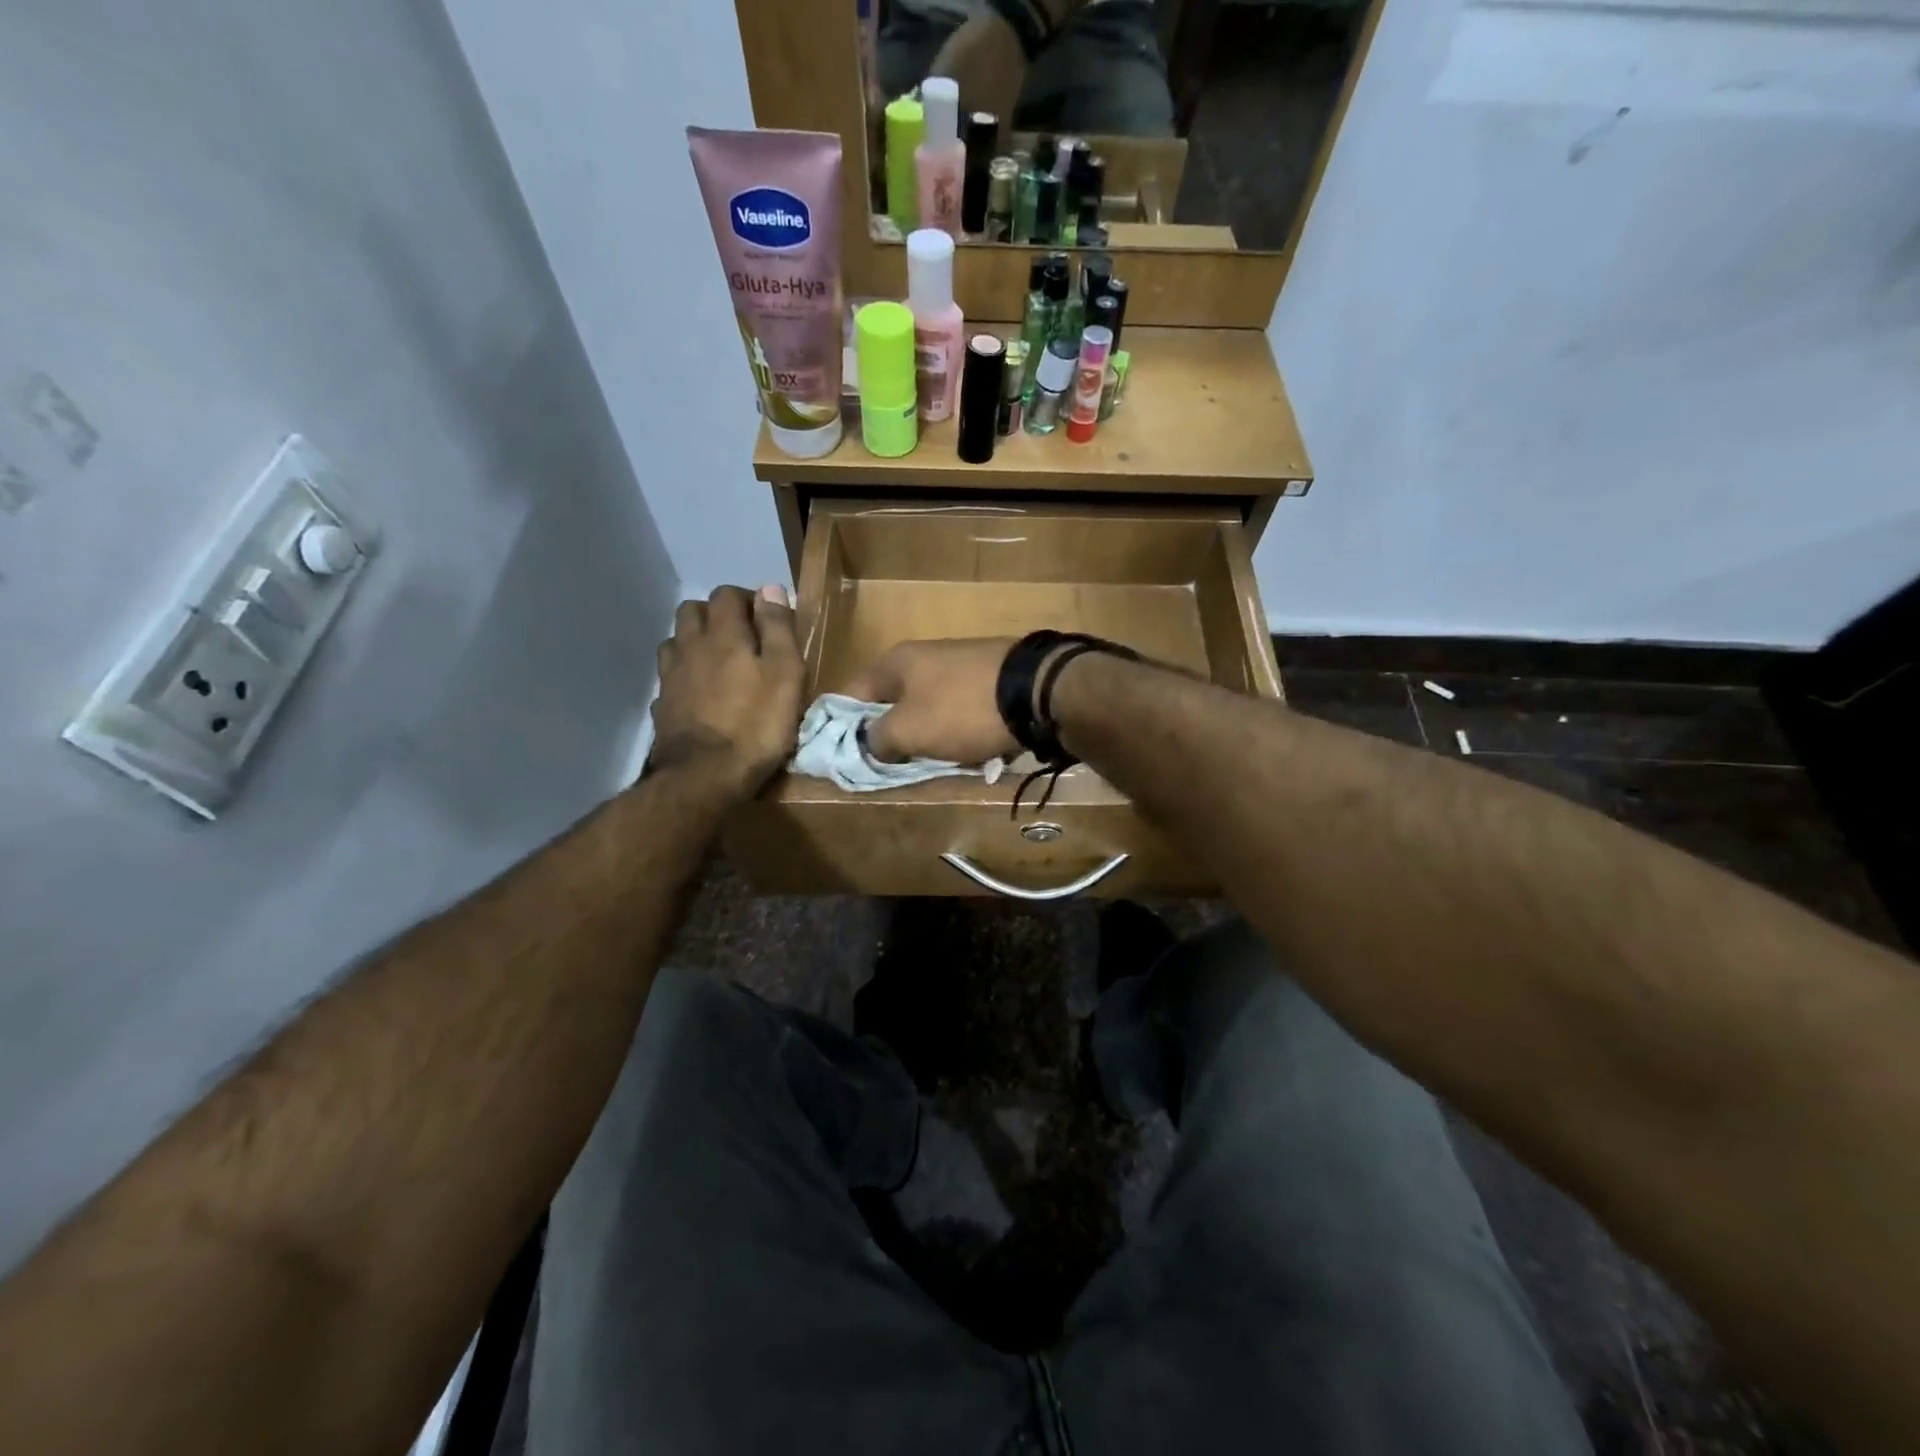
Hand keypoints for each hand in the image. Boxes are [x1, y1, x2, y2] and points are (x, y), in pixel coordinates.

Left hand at [651, 586, 804, 798]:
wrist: (705, 775)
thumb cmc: (757, 724)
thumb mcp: (785, 674)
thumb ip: (778, 629)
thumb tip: (769, 588)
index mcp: (723, 634)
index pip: (727, 595)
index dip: (748, 599)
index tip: (767, 618)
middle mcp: (690, 646)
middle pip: (692, 611)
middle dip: (715, 614)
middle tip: (741, 636)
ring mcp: (670, 676)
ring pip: (676, 641)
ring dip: (695, 641)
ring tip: (718, 661)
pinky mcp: (662, 705)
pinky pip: (670, 676)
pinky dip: (684, 674)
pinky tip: (698, 692)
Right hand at [845, 638, 1017, 763]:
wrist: (1036, 691)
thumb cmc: (960, 710)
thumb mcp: (907, 730)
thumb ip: (877, 738)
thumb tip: (870, 742)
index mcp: (896, 662)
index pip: (852, 693)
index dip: (843, 725)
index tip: (846, 755)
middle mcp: (925, 656)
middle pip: (893, 703)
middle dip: (893, 736)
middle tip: (894, 767)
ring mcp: (960, 665)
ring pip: (930, 710)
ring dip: (930, 738)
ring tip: (937, 763)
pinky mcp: (990, 680)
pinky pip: (963, 712)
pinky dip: (962, 732)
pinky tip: (972, 751)